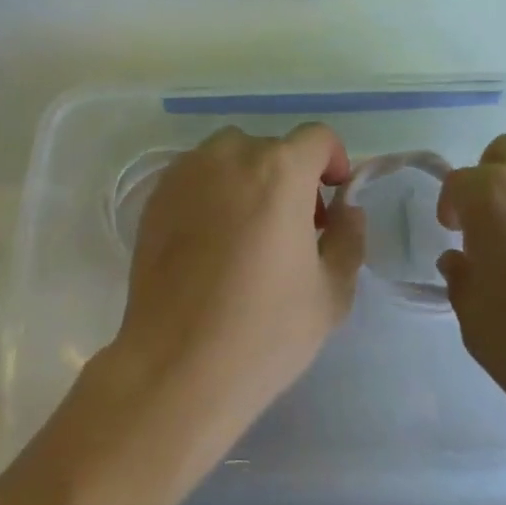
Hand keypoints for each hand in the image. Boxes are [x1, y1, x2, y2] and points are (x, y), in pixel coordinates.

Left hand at [108, 124, 366, 440]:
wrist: (176, 366)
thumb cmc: (264, 331)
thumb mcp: (331, 293)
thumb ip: (349, 238)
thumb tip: (346, 209)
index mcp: (280, 171)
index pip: (317, 137)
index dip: (333, 161)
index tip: (332, 200)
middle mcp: (230, 156)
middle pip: (272, 148)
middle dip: (291, 178)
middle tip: (293, 229)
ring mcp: (186, 173)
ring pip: (230, 157)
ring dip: (249, 179)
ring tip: (248, 231)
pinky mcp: (156, 196)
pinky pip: (196, 176)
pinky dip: (212, 192)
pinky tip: (210, 242)